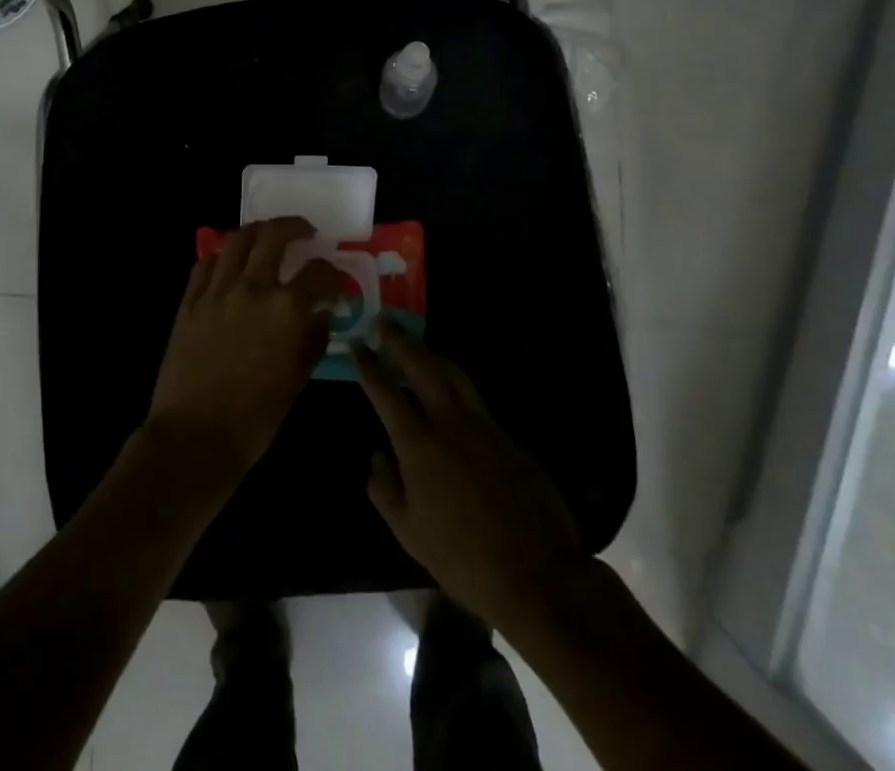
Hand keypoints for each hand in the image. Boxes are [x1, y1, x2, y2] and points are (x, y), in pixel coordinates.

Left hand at [145, 218, 341, 484]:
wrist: (194, 437)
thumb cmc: (255, 418)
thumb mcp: (297, 380)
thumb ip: (314, 340)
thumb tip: (322, 314)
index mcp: (286, 309)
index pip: (319, 272)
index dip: (333, 275)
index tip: (335, 284)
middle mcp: (253, 287)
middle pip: (274, 235)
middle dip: (295, 227)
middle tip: (305, 233)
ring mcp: (217, 290)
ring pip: (237, 239)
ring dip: (258, 232)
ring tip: (267, 237)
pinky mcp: (190, 301)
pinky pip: (207, 263)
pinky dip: (223, 256)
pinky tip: (230, 264)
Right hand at [354, 323, 582, 634]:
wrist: (537, 573)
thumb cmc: (463, 558)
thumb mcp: (408, 533)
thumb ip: (384, 489)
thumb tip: (377, 458)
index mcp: (418, 444)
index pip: (385, 392)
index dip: (369, 365)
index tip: (358, 345)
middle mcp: (449, 422)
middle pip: (421, 366)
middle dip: (400, 341)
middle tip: (385, 321)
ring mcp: (484, 425)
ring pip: (453, 373)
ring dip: (431, 354)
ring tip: (417, 346)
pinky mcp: (509, 435)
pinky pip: (476, 399)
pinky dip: (457, 386)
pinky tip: (452, 393)